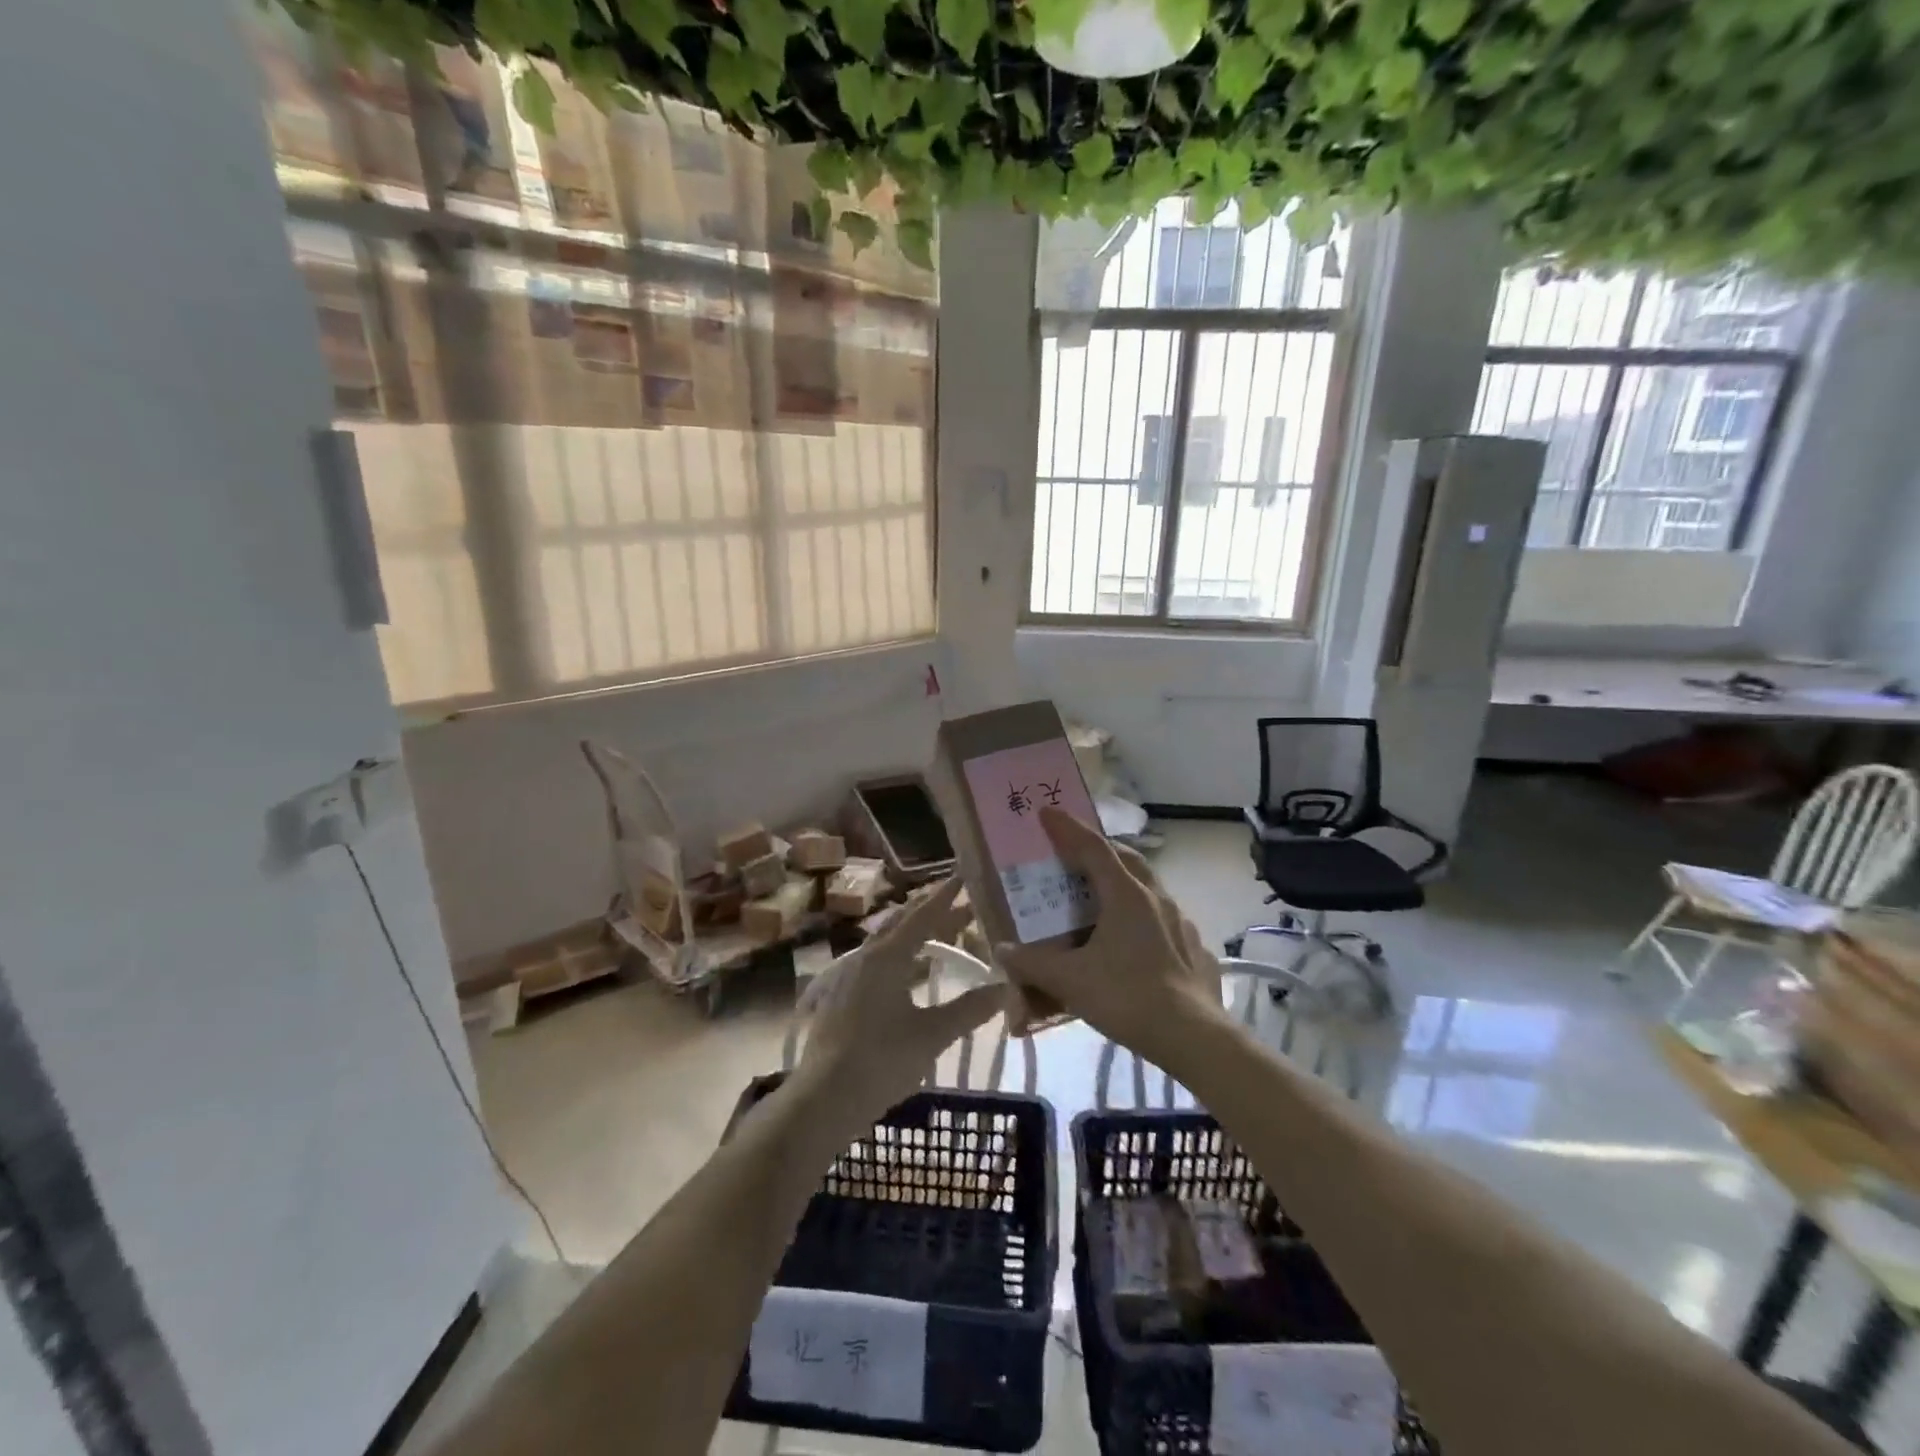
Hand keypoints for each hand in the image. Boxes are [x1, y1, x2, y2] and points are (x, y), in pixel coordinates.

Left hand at [791, 878, 1002, 1136]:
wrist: (823, 1099)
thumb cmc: (880, 1061)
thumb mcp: (932, 1035)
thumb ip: (969, 1010)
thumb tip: (1005, 988)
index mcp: (887, 957)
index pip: (922, 916)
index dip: (945, 896)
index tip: (963, 875)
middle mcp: (865, 957)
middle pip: (902, 923)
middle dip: (931, 911)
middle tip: (959, 903)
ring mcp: (848, 977)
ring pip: (886, 942)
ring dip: (913, 933)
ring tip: (938, 932)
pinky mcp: (841, 997)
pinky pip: (876, 962)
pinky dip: (899, 955)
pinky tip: (908, 973)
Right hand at [995, 809, 1226, 1069]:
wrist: (1193, 1037)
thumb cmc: (1127, 997)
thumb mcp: (1071, 981)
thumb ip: (1033, 964)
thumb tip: (1002, 951)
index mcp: (1126, 895)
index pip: (1092, 848)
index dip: (1068, 828)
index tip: (1048, 811)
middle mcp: (1156, 898)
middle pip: (1127, 859)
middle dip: (1101, 849)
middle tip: (1079, 853)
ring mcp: (1181, 922)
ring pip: (1149, 888)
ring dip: (1125, 882)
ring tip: (1104, 899)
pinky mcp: (1194, 948)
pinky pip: (1164, 919)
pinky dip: (1143, 917)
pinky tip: (1134, 942)